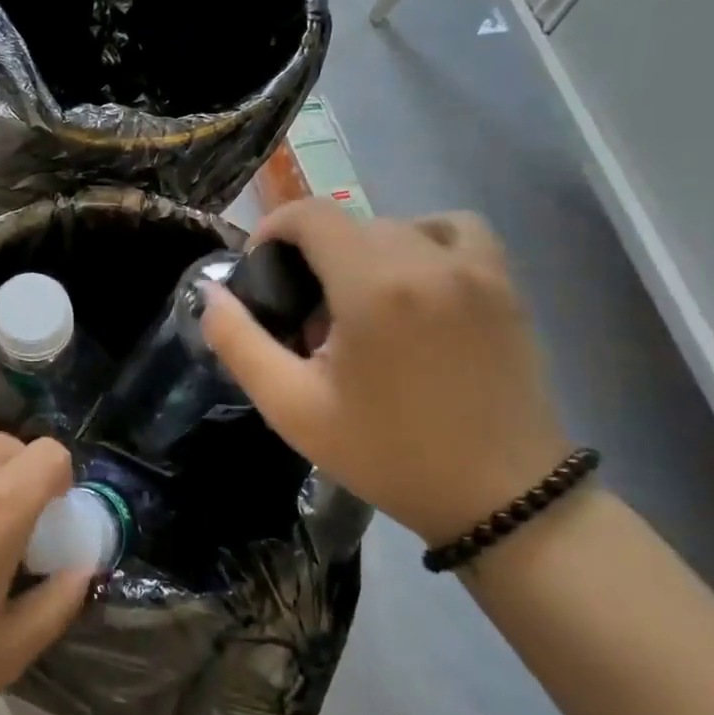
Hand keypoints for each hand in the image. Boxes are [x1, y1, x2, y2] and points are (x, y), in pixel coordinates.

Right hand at [200, 200, 570, 544]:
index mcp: (372, 286)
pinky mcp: (504, 284)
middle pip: (350, 222)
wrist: (502, 499)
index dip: (275, 229)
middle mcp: (425, 261)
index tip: (263, 269)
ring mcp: (473, 269)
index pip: (311, 215)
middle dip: (315, 253)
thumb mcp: (293, 407)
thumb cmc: (388, 454)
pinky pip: (455, 229)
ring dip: (365, 247)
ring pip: (397, 223)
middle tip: (308, 313)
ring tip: (360, 297)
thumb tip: (210, 294)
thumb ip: (239, 342)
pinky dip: (425, 238)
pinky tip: (415, 280)